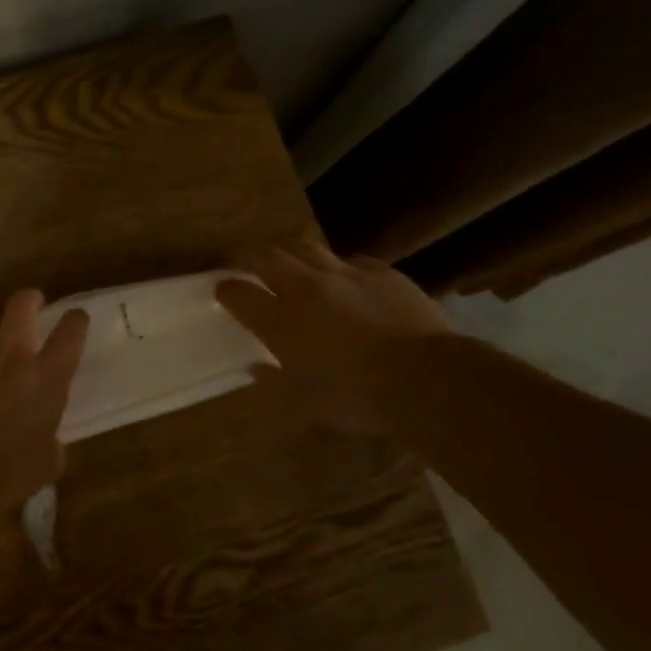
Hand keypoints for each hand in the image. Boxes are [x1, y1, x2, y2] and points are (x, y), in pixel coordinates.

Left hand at [0, 289, 88, 518]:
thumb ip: (50, 447)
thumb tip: (49, 444)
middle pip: (22, 303)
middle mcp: (11, 355)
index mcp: (46, 380)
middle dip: (29, 298)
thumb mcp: (42, 468)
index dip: (76, 320)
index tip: (76, 318)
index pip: (70, 334)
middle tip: (32, 304)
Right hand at [216, 240, 450, 433]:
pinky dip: (340, 268)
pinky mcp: (382, 272)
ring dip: (292, 252)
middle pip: (268, 256)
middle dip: (251, 256)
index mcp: (281, 321)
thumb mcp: (306, 403)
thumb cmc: (358, 397)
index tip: (222, 290)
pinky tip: (347, 281)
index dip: (226, 289)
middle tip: (247, 263)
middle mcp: (306, 289)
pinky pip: (352, 260)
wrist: (428, 379)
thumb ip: (274, 381)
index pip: (239, 293)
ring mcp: (346, 275)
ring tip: (291, 261)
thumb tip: (256, 368)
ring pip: (307, 247)